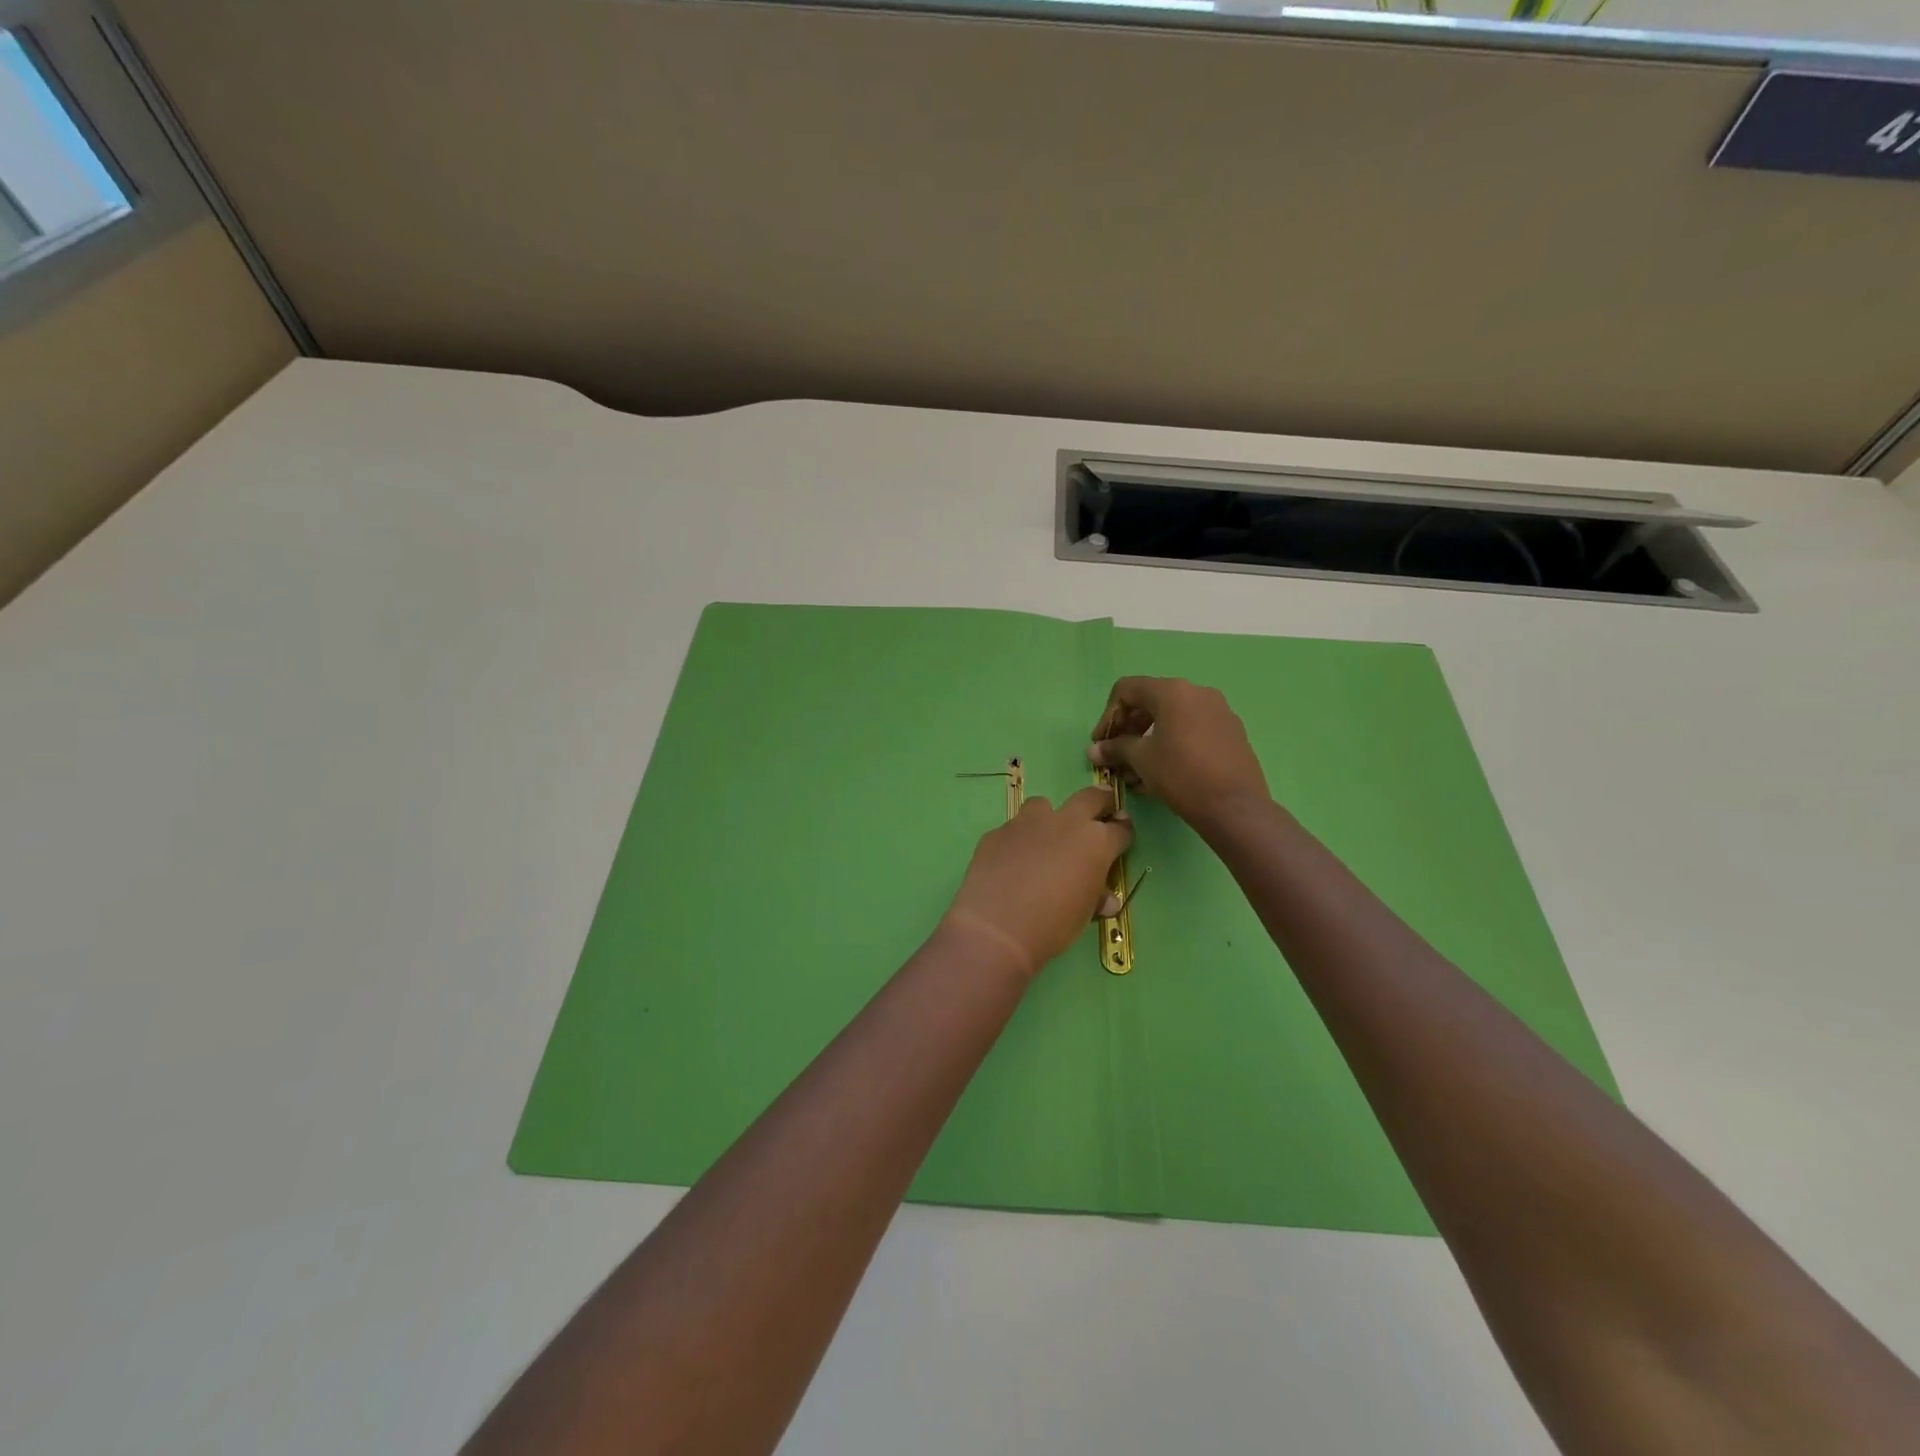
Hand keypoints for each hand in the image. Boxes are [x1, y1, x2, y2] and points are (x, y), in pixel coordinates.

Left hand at [941, 788, 1133, 978]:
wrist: (997, 928)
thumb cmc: (1053, 925)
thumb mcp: (1084, 915)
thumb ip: (1096, 898)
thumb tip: (1106, 899)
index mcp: (1095, 843)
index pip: (1119, 829)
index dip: (1124, 831)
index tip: (1122, 833)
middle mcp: (1064, 823)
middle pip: (1089, 798)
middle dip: (1100, 801)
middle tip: (1101, 809)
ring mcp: (1027, 823)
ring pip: (1043, 806)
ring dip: (1050, 817)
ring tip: (1046, 838)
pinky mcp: (997, 833)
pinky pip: (1013, 830)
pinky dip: (1018, 841)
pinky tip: (1012, 862)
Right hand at [1090, 677, 1269, 828]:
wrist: (1235, 807)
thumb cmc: (1181, 775)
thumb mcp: (1141, 760)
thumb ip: (1115, 748)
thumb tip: (1094, 750)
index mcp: (1173, 691)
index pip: (1127, 690)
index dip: (1108, 716)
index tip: (1101, 743)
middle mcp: (1198, 693)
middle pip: (1150, 701)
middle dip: (1128, 728)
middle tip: (1116, 756)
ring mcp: (1219, 712)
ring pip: (1172, 718)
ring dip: (1148, 739)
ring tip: (1136, 770)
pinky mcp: (1231, 732)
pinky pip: (1192, 729)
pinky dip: (1172, 743)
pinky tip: (1163, 772)